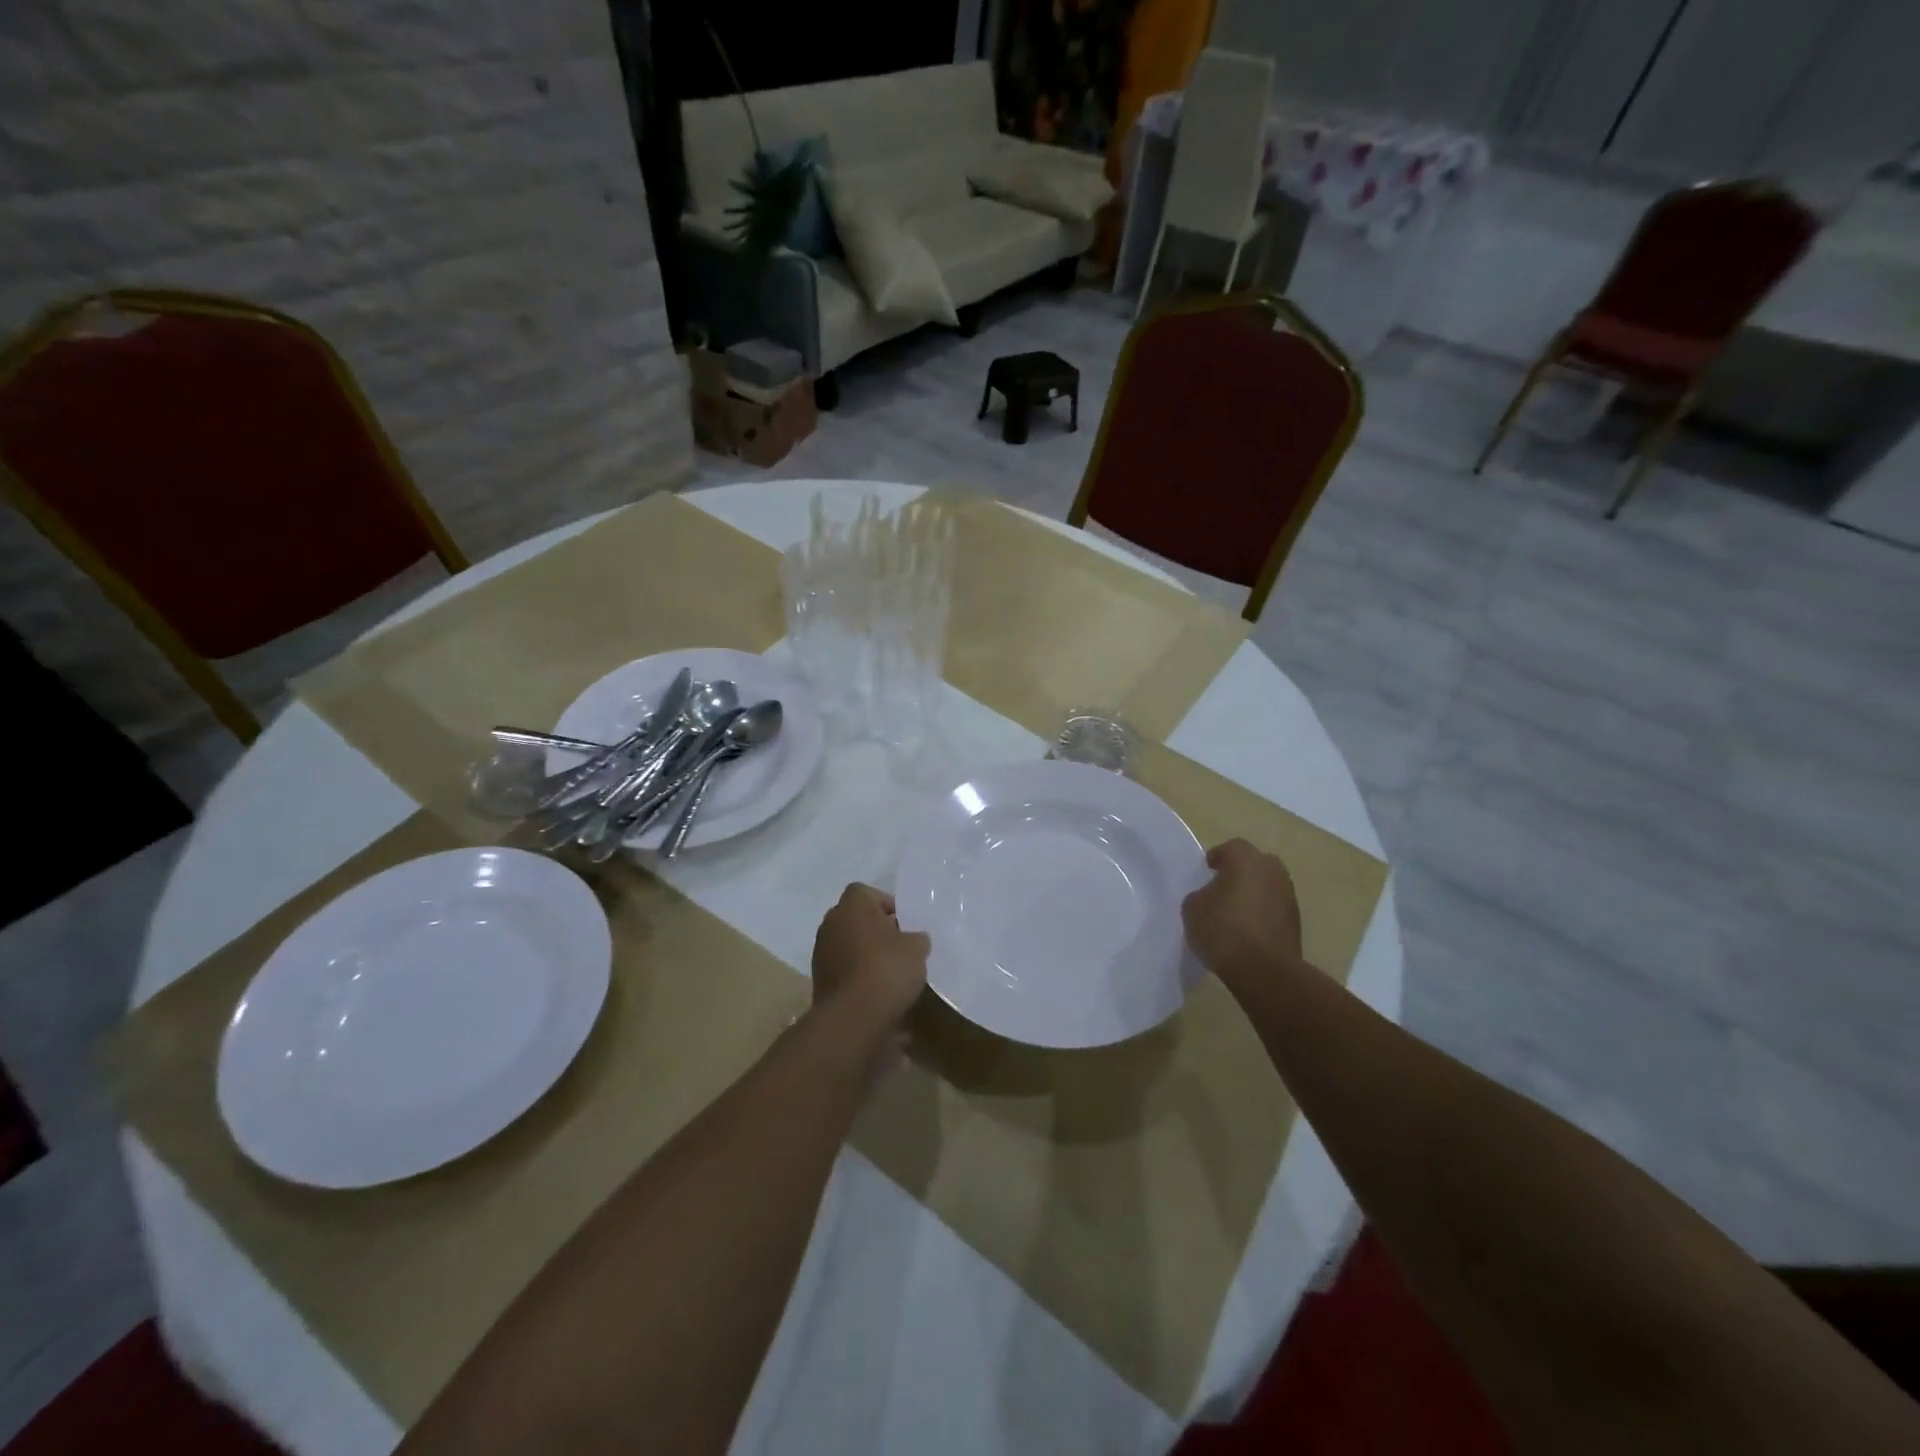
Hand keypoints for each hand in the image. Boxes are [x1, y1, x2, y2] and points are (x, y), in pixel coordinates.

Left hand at [810, 884, 929, 1041]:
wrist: (853, 1018)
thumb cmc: (886, 969)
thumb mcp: (916, 949)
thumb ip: (916, 938)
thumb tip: (914, 940)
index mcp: (851, 906)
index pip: (866, 893)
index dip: (887, 904)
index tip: (904, 924)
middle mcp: (831, 923)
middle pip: (856, 919)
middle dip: (877, 930)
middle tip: (900, 946)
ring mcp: (821, 953)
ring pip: (849, 944)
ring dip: (866, 953)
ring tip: (890, 972)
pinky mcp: (819, 981)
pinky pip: (843, 969)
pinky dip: (858, 975)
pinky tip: (877, 991)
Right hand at [1181, 839, 1303, 985]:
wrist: (1263, 970)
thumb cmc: (1223, 929)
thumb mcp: (1192, 908)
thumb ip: (1201, 894)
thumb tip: (1210, 896)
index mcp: (1246, 859)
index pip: (1231, 848)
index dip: (1217, 858)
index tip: (1207, 871)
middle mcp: (1273, 871)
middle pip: (1255, 864)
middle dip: (1240, 873)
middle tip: (1222, 889)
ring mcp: (1289, 896)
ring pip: (1267, 886)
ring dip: (1254, 894)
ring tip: (1235, 913)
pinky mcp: (1297, 922)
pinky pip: (1274, 909)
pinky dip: (1263, 914)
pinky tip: (1248, 931)